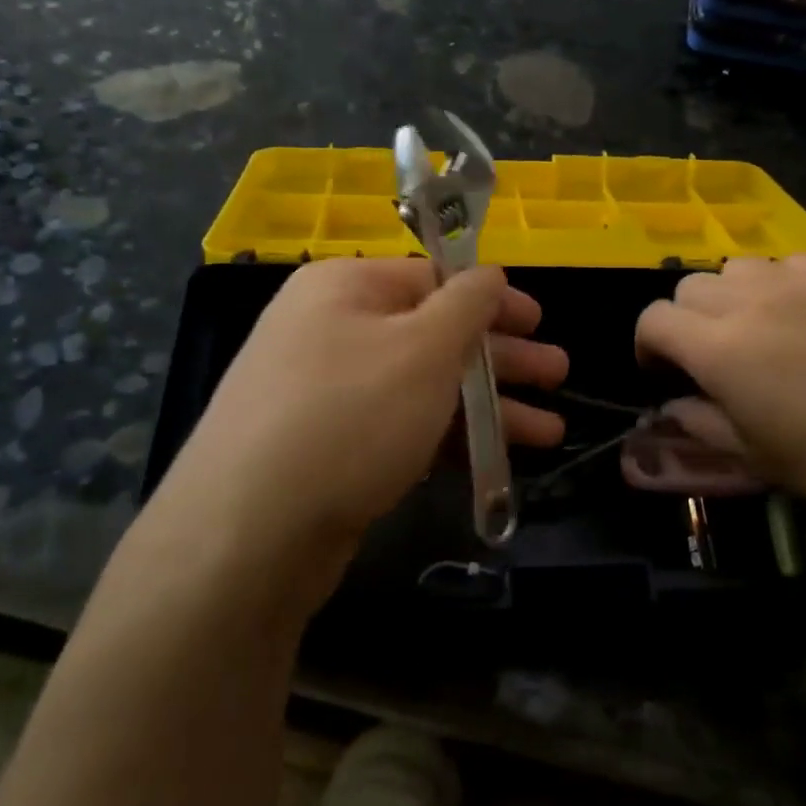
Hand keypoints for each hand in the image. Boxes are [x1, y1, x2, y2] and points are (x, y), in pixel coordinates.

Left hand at [149, 259, 565, 614]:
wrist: (247, 533)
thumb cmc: (350, 416)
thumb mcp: (423, 348)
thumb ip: (467, 304)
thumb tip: (487, 272)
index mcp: (346, 287)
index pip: (432, 277)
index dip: (491, 298)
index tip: (539, 321)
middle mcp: (330, 330)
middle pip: (433, 334)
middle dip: (500, 359)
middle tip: (558, 376)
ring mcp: (326, 393)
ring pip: (423, 387)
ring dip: (487, 407)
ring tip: (548, 431)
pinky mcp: (329, 449)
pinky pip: (401, 427)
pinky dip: (447, 439)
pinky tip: (493, 460)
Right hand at [635, 256, 805, 532]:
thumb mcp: (749, 454)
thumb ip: (698, 421)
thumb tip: (675, 403)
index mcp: (720, 350)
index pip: (654, 319)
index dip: (648, 345)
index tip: (664, 372)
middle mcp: (751, 303)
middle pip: (690, 286)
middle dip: (687, 320)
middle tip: (711, 354)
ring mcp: (801, 283)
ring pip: (738, 267)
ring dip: (732, 296)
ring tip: (757, 327)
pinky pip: (791, 262)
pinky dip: (781, 283)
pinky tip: (804, 314)